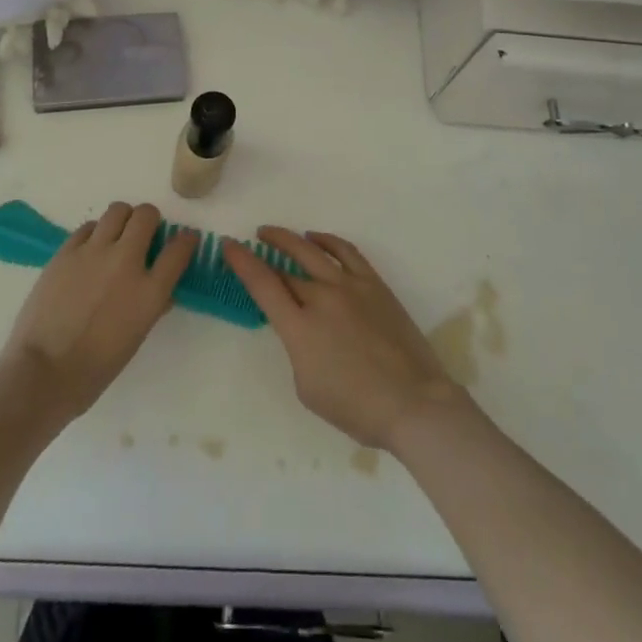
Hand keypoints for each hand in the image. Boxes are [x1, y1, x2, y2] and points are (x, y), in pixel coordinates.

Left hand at [0, 201, 196, 420]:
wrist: (42, 373)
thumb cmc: (94, 369)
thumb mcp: (135, 338)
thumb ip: (152, 306)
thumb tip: (161, 291)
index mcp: (149, 291)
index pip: (179, 249)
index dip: (186, 240)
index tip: (185, 240)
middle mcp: (126, 261)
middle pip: (147, 215)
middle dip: (150, 220)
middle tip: (144, 234)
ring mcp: (94, 252)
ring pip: (117, 211)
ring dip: (123, 220)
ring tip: (116, 236)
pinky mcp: (67, 251)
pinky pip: (88, 227)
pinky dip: (95, 233)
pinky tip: (90, 250)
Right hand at [223, 228, 462, 451]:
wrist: (412, 403)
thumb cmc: (356, 408)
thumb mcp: (307, 387)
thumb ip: (298, 348)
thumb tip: (303, 326)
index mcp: (300, 327)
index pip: (262, 284)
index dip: (242, 261)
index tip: (228, 245)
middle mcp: (321, 297)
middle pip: (285, 268)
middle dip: (263, 253)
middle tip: (250, 243)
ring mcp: (349, 285)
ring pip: (311, 250)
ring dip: (289, 238)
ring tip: (273, 233)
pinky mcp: (373, 283)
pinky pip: (346, 251)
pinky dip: (327, 240)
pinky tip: (316, 239)